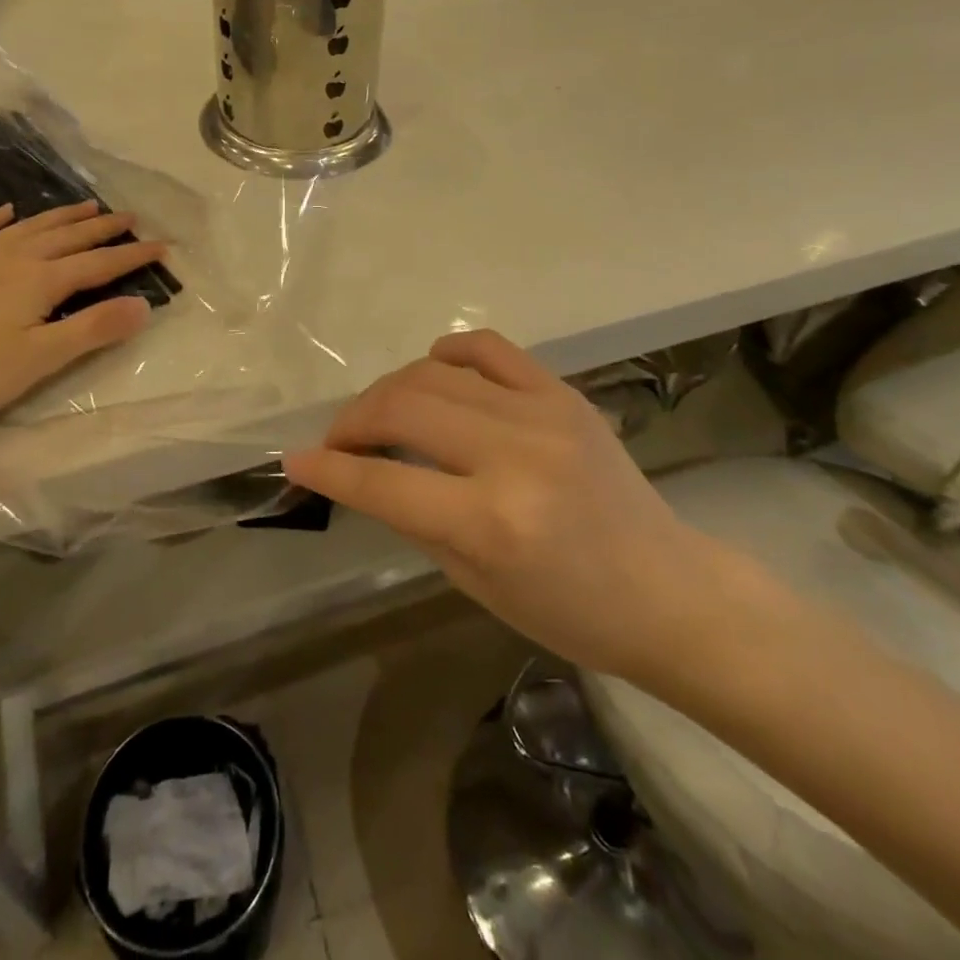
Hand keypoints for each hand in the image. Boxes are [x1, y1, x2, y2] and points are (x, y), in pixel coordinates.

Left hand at [0, 201, 165, 441]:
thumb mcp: (41, 359)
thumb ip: (93, 329)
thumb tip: (143, 305)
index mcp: (41, 280)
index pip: (99, 264)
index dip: (133, 256)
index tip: (163, 246)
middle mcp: (12, 257)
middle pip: (68, 236)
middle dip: (103, 227)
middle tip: (131, 217)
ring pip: (29, 226)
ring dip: (62, 215)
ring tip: (87, 205)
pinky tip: (7, 211)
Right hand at [283, 330, 747, 696]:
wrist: (666, 588)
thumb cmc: (569, 611)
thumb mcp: (475, 583)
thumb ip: (413, 518)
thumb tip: (362, 472)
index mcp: (492, 522)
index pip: (383, 482)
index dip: (328, 469)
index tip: (294, 460)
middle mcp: (514, 455)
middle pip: (402, 408)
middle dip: (352, 421)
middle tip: (339, 441)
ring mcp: (543, 414)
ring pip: (435, 372)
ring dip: (390, 389)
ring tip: (380, 414)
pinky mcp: (563, 393)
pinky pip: (489, 348)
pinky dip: (448, 353)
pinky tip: (433, 371)